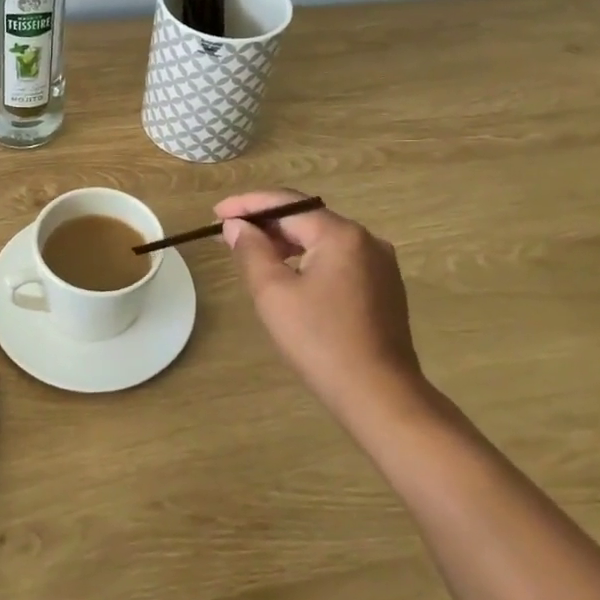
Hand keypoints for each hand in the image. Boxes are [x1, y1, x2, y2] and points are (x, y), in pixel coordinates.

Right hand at [216, 190, 426, 422]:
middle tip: (228, 234)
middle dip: (265, 223)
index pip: (286, 203)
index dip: (247, 204)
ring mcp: (379, 264)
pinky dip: (308, 259)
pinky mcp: (384, 287)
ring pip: (322, 240)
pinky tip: (289, 276)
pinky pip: (338, 259)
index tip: (216, 213)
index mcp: (341, 234)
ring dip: (286, 242)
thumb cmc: (321, 341)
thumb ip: (251, 251)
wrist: (380, 395)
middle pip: (306, 218)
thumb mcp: (274, 293)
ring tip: (252, 253)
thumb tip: (236, 226)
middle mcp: (366, 239)